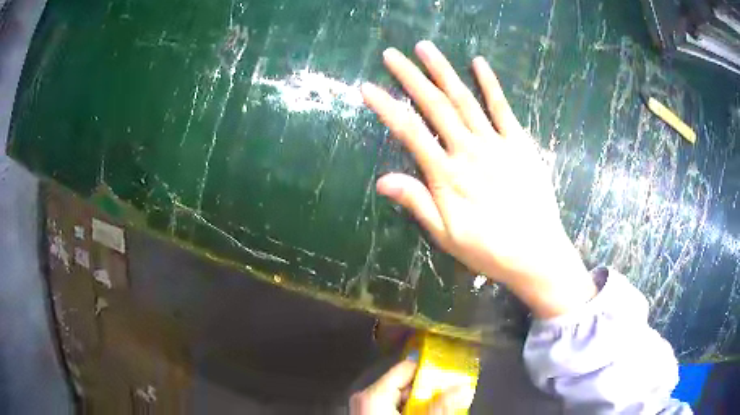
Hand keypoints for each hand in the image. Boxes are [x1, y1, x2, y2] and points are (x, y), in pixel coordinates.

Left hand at [350, 360, 470, 414]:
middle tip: (450, 397)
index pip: (406, 368)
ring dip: (421, 404)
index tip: (450, 375)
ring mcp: (365, 408)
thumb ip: (441, 406)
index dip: (430, 371)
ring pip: (400, 398)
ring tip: (440, 410)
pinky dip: (409, 412)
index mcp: (373, 394)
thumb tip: (464, 388)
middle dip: (429, 392)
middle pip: (405, 384)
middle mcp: (367, 398)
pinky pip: (392, 408)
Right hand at [361, 41, 595, 317]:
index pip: (409, 133)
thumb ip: (417, 203)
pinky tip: (479, 63)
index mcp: (447, 175)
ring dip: (444, 72)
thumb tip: (382, 180)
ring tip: (425, 48)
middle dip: (411, 77)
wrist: (537, 254)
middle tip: (392, 54)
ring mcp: (497, 144)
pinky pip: (503, 109)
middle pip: (435, 106)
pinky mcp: (520, 145)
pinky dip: (490, 85)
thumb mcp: (446, 236)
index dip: (386, 108)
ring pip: (465, 100)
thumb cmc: (489, 249)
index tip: (367, 87)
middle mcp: (469, 151)